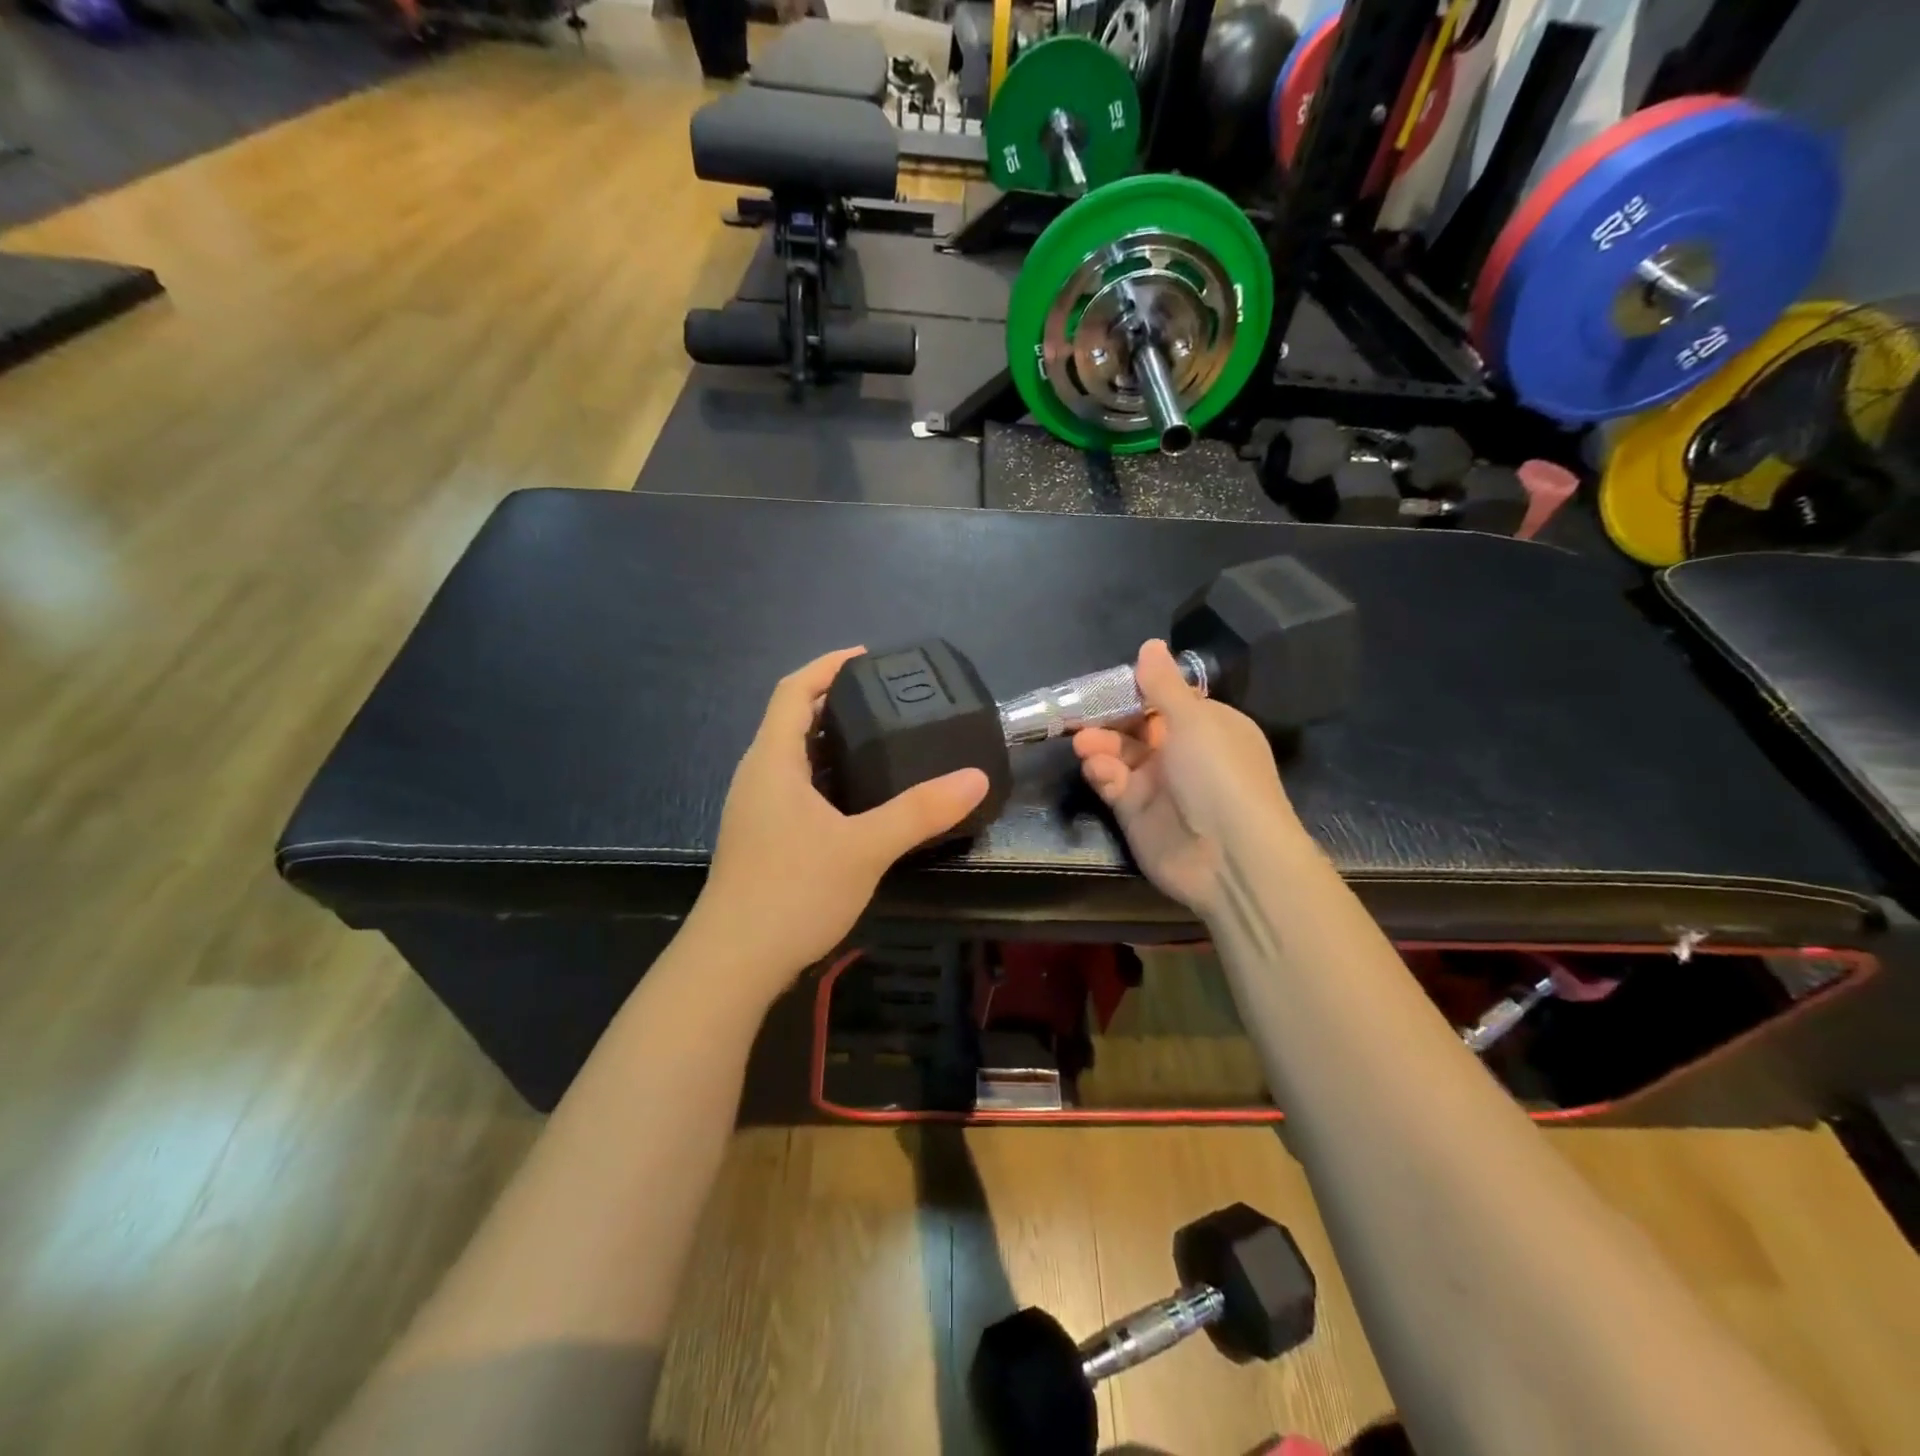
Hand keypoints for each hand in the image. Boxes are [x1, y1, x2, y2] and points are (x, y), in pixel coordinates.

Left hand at [695, 648, 988, 990]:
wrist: (733, 964)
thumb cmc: (792, 891)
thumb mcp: (865, 847)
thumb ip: (919, 811)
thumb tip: (975, 777)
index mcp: (772, 761)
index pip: (792, 691)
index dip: (826, 666)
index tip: (866, 657)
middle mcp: (757, 776)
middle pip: (791, 719)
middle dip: (833, 701)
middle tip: (886, 701)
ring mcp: (755, 810)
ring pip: (792, 757)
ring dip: (829, 741)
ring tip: (879, 742)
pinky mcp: (761, 838)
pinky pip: (794, 787)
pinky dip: (825, 776)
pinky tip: (856, 799)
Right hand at [1073, 639, 1298, 917]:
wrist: (1229, 855)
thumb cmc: (1218, 773)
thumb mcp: (1193, 719)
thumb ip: (1162, 684)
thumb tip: (1150, 644)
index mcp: (1207, 726)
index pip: (1165, 700)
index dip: (1135, 690)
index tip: (1104, 684)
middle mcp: (1183, 752)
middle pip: (1136, 727)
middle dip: (1108, 719)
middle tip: (1078, 714)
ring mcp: (1159, 784)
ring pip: (1120, 755)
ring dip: (1100, 745)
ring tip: (1082, 743)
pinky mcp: (1136, 813)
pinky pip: (1113, 784)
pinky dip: (1103, 774)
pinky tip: (1098, 770)